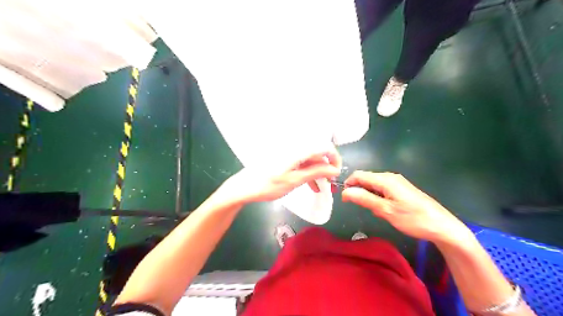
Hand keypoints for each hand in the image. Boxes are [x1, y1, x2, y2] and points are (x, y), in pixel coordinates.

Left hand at [222, 148, 340, 203]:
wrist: (244, 187)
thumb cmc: (268, 185)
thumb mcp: (294, 180)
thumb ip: (315, 172)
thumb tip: (334, 169)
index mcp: (297, 149)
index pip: (324, 146)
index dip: (334, 158)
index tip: (337, 173)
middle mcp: (294, 147)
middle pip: (317, 153)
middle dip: (326, 167)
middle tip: (330, 184)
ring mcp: (289, 153)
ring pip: (310, 160)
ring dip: (317, 172)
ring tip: (322, 188)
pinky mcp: (284, 159)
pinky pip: (301, 163)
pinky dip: (308, 173)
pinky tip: (311, 186)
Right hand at [343, 171, 471, 243]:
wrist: (442, 226)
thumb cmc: (413, 219)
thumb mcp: (386, 210)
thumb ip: (364, 199)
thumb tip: (345, 191)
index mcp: (385, 179)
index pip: (359, 175)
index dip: (348, 185)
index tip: (344, 200)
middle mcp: (390, 177)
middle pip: (366, 179)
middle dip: (359, 192)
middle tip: (363, 209)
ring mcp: (397, 182)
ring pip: (374, 185)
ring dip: (369, 196)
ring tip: (376, 212)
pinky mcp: (402, 189)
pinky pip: (383, 190)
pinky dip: (378, 198)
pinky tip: (385, 210)